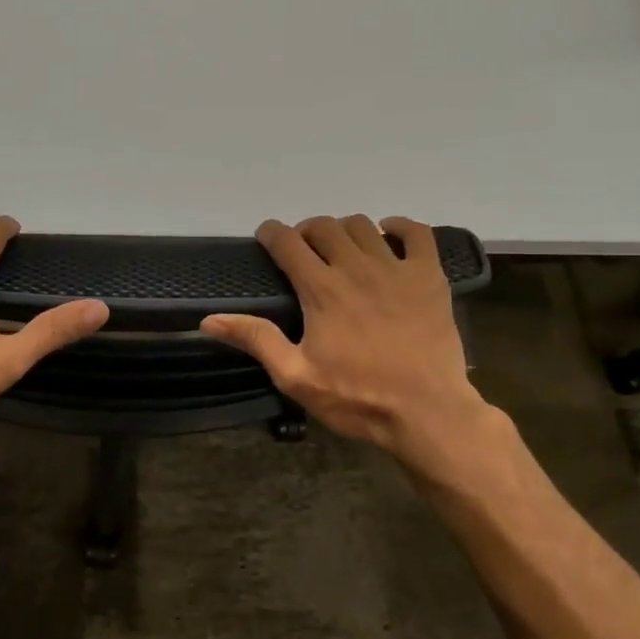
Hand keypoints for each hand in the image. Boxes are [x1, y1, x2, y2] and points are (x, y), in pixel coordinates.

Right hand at [200, 215, 494, 468]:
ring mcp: (397, 269)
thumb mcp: (296, 376)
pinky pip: (417, 233)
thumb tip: (209, 320)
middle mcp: (356, 268)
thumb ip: (256, 340)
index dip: (272, 233)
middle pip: (324, 226)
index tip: (266, 238)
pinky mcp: (429, 277)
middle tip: (303, 251)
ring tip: (341, 250)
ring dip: (344, 230)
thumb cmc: (357, 398)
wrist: (427, 413)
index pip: (288, 241)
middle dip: (306, 231)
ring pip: (363, 225)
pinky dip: (399, 227)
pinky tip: (389, 236)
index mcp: (321, 290)